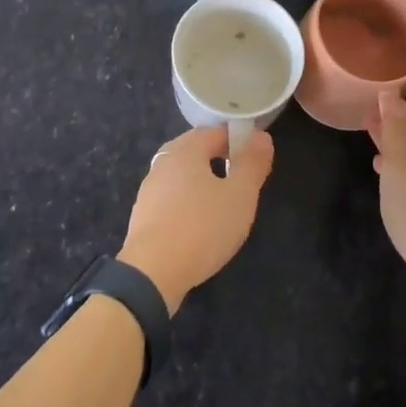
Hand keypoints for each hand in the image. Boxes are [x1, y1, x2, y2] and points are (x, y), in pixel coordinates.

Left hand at [119, 126, 274, 312]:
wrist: (151, 274)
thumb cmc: (202, 227)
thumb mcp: (240, 196)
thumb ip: (252, 164)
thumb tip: (262, 136)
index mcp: (186, 150)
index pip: (216, 132)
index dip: (238, 140)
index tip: (255, 158)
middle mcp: (163, 162)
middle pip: (195, 149)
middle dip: (218, 157)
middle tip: (240, 178)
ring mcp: (149, 189)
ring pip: (181, 174)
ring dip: (201, 180)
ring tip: (221, 200)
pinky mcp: (143, 216)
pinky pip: (170, 197)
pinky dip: (186, 201)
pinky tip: (197, 222)